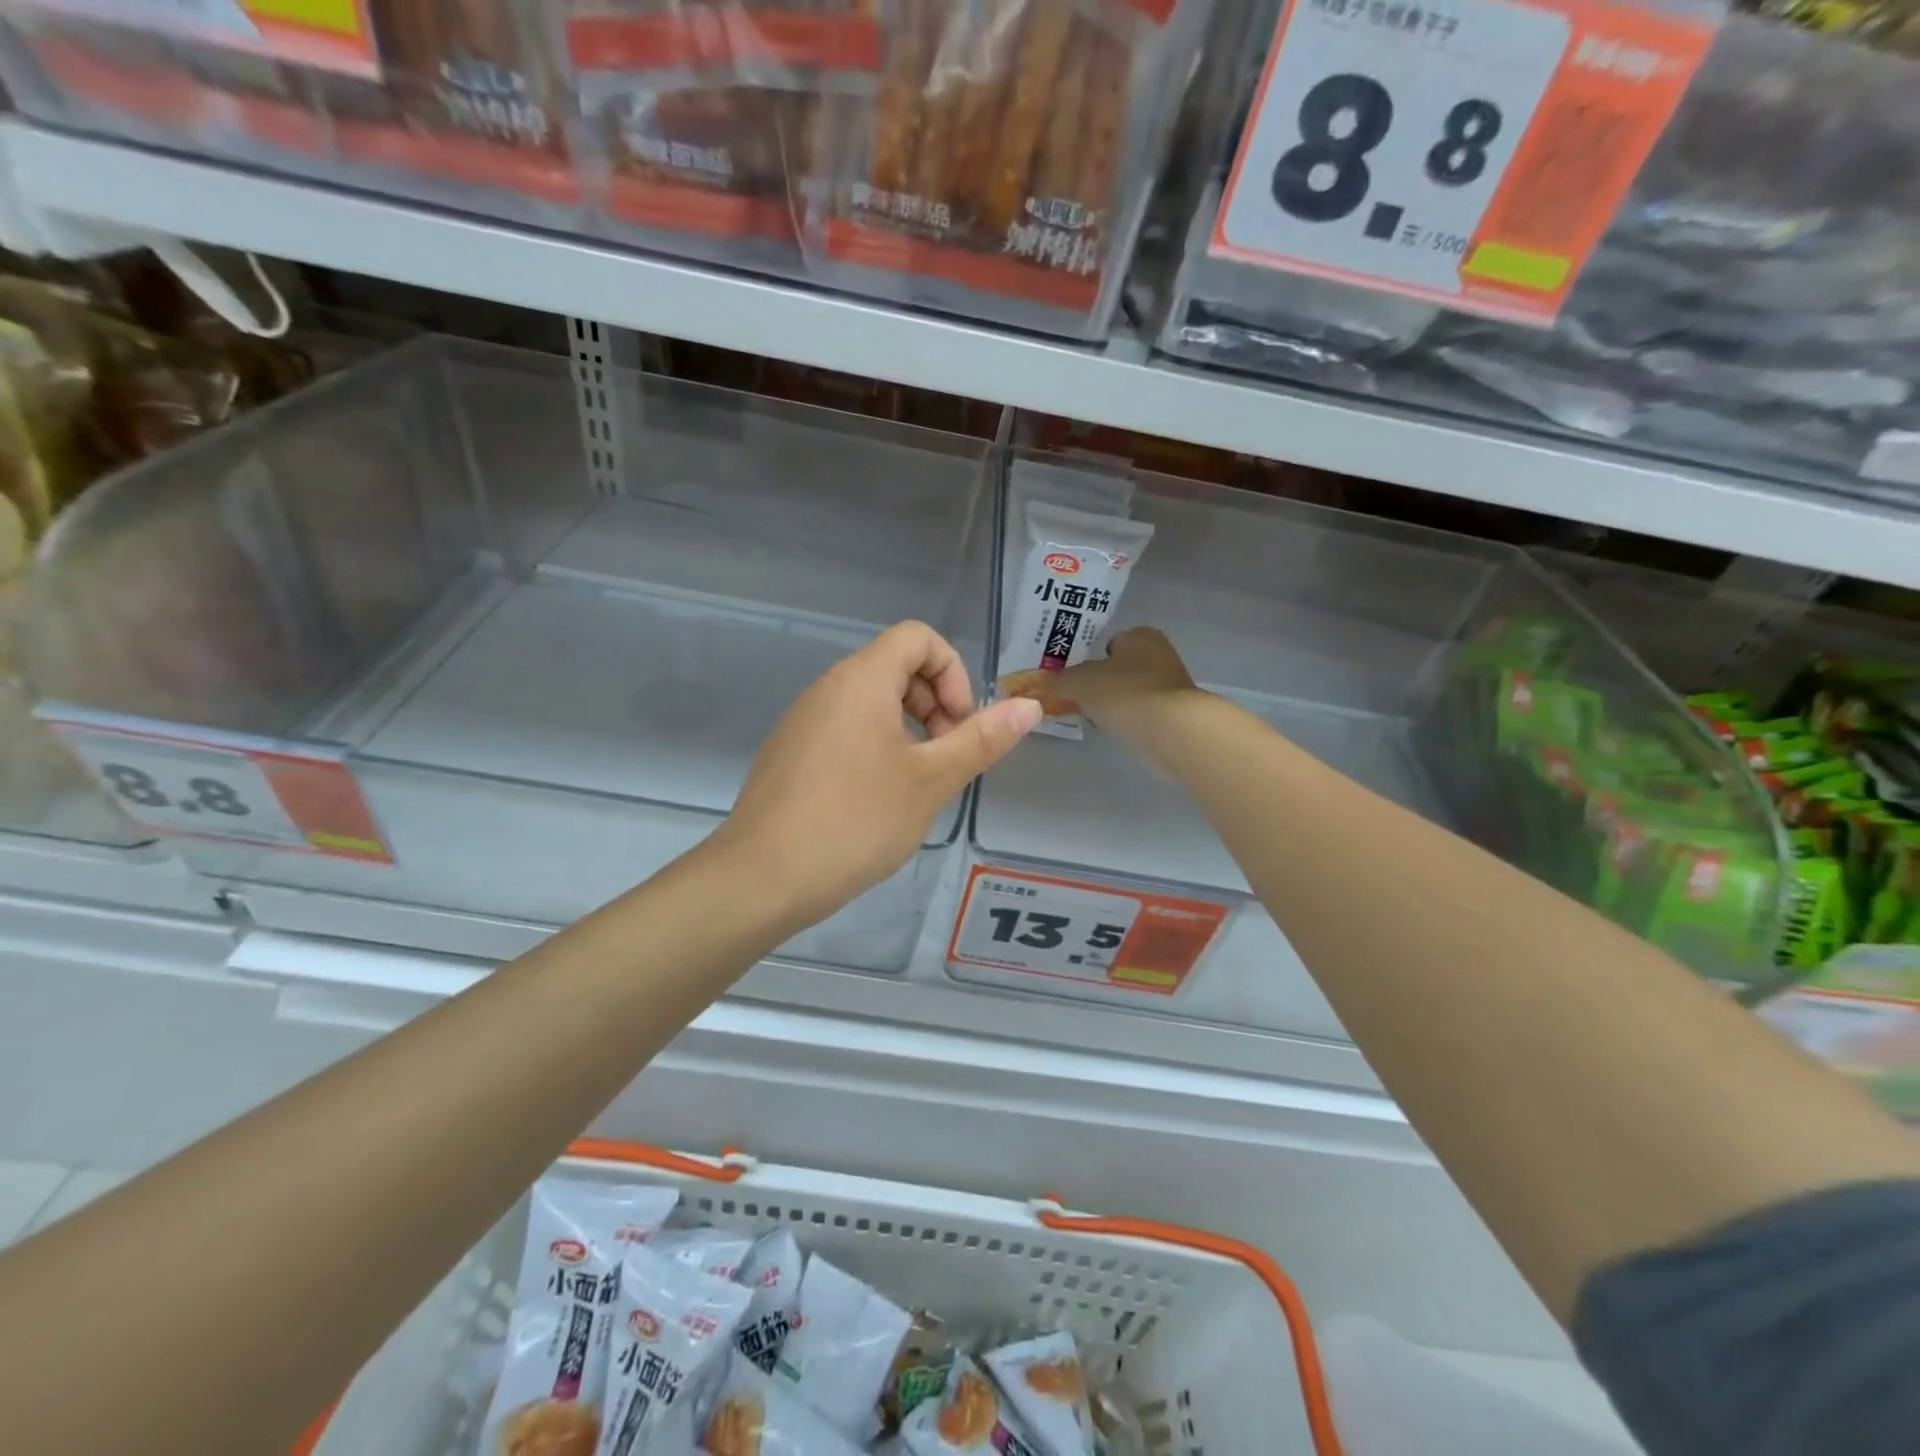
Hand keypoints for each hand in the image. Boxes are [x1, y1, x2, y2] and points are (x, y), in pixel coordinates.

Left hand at [718, 621, 1042, 929]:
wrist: (762, 878)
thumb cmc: (856, 821)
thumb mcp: (931, 780)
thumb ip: (981, 740)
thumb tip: (1030, 706)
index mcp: (862, 680)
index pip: (918, 637)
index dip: (952, 672)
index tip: (959, 726)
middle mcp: (828, 688)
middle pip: (895, 667)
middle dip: (935, 703)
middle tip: (945, 760)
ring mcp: (803, 720)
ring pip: (870, 702)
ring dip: (908, 730)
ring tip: (916, 785)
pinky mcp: (789, 753)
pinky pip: (844, 729)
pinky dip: (875, 747)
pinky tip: (876, 802)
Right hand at [1059, 627, 1204, 739]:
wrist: (1170, 728)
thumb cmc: (1123, 692)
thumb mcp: (1079, 683)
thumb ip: (1060, 680)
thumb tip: (1043, 683)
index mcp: (1140, 634)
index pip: (1109, 641)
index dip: (1090, 658)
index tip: (1075, 678)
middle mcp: (1160, 653)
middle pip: (1122, 666)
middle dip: (1103, 681)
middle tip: (1081, 698)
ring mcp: (1172, 684)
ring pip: (1134, 689)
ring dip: (1118, 701)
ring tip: (1097, 717)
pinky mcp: (1178, 712)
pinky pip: (1145, 711)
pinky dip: (1131, 718)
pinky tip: (1119, 729)